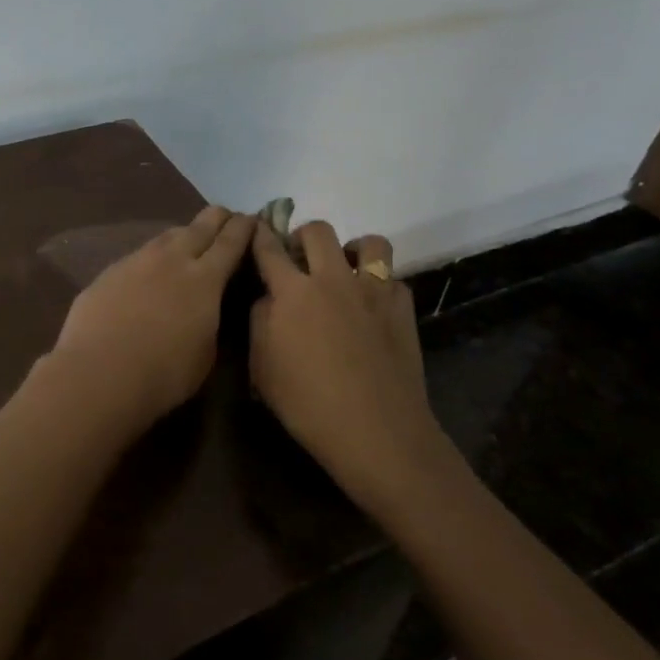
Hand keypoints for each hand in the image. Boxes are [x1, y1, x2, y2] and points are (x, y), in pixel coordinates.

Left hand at [48, 204, 256, 434]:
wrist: (99, 373)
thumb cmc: (163, 373)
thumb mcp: (205, 354)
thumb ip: (210, 321)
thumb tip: (205, 309)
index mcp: (205, 279)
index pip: (231, 241)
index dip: (244, 227)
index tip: (251, 218)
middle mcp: (172, 259)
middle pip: (200, 226)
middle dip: (217, 218)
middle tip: (225, 216)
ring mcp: (137, 261)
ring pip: (166, 236)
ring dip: (182, 234)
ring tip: (187, 240)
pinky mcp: (109, 272)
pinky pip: (138, 256)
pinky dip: (151, 258)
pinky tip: (148, 271)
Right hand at [249, 219, 440, 506]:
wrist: (375, 430)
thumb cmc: (307, 404)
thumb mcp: (262, 368)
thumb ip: (260, 322)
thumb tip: (268, 298)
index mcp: (293, 292)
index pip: (269, 249)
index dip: (259, 234)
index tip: (256, 228)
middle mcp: (333, 279)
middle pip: (319, 231)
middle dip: (304, 236)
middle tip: (300, 257)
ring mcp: (373, 290)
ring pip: (369, 243)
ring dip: (352, 250)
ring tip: (345, 271)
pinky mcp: (402, 308)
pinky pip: (393, 278)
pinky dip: (380, 284)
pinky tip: (373, 306)